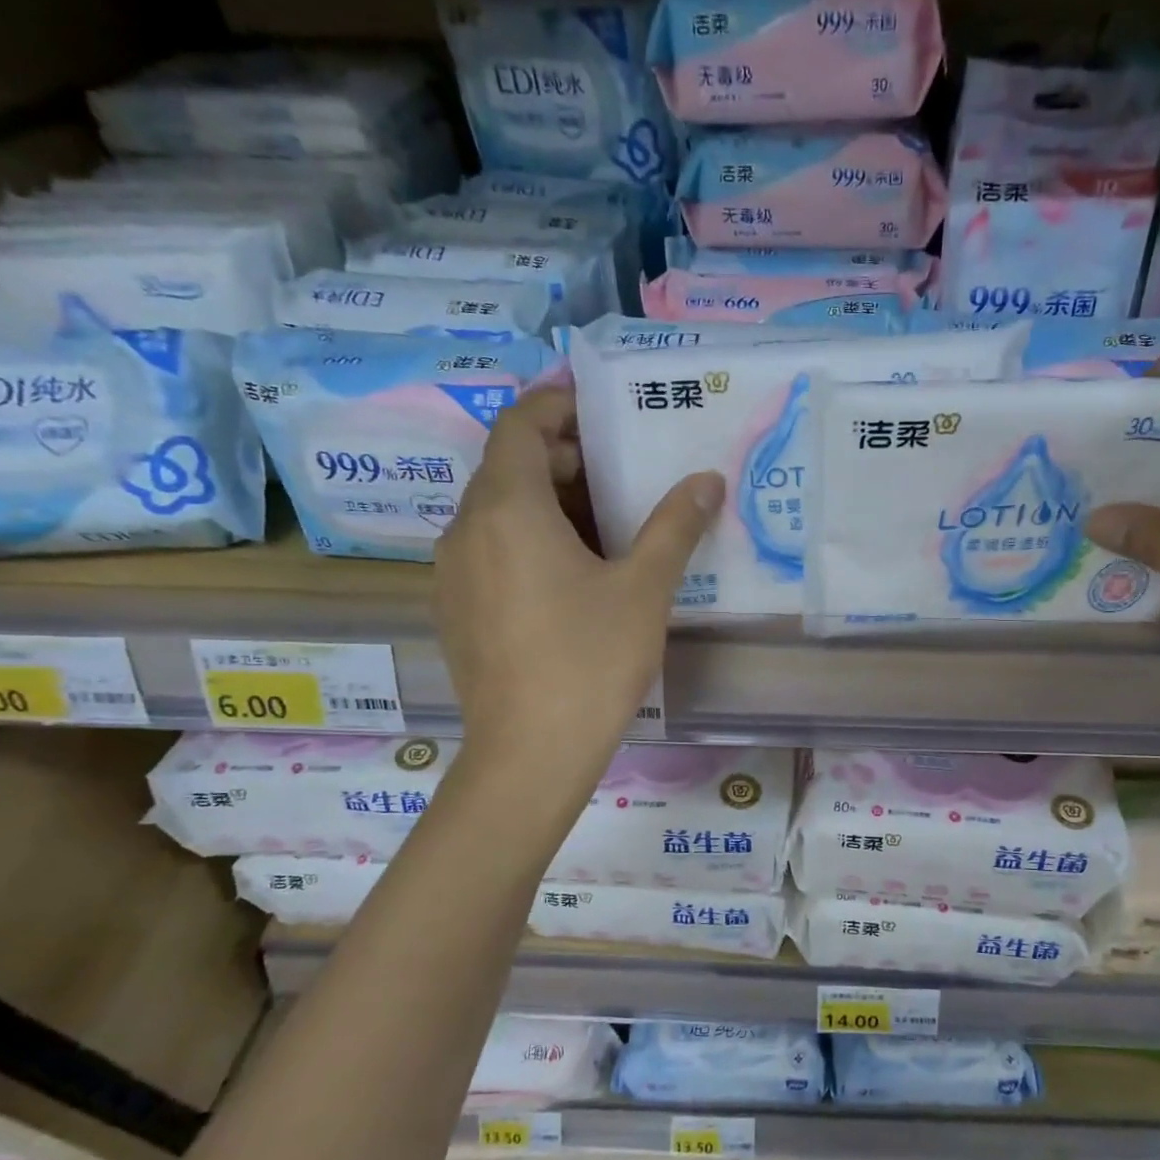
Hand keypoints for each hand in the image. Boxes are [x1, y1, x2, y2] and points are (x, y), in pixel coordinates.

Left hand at [435, 383, 723, 762]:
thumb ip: (674, 526)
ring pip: (497, 512)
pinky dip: (526, 540)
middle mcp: (465, 528)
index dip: (557, 405)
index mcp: (507, 508)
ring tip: (605, 524)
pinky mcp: (455, 610)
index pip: (520, 424)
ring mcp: (453, 572)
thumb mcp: (644, 589)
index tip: (600, 407)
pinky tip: (571, 577)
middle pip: (508, 466)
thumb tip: (706, 481)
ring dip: (547, 502)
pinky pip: (489, 550)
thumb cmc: (590, 661)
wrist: (530, 754)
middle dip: (563, 457)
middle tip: (620, 472)